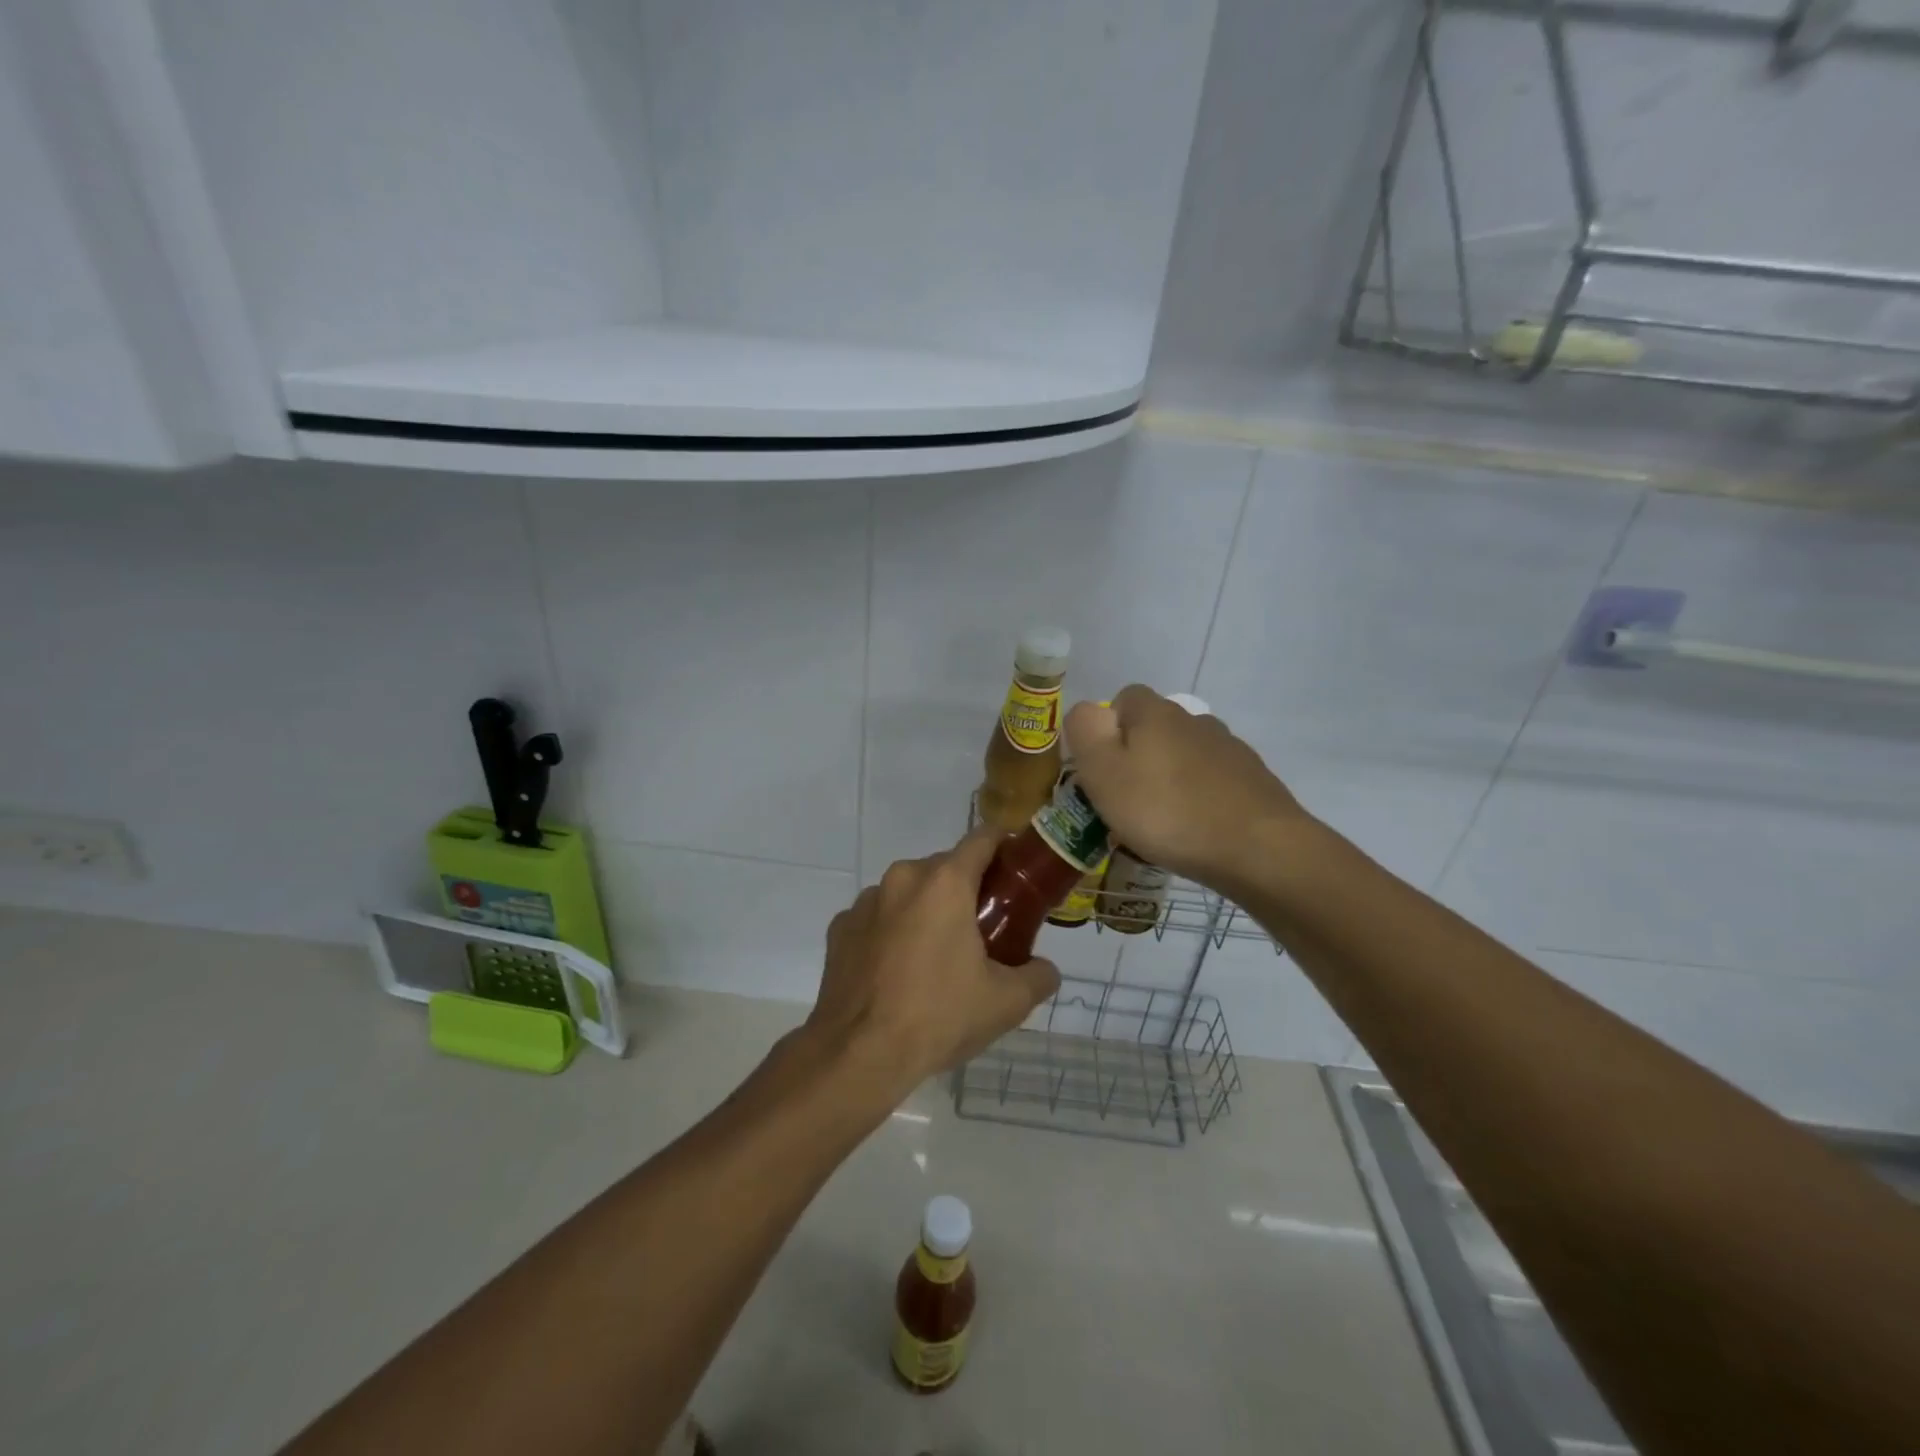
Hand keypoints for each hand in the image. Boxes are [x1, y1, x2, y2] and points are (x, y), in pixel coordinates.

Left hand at [807, 828, 1059, 1099]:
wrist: (859, 1054)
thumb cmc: (939, 1016)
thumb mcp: (1006, 1002)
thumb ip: (1038, 976)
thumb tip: (1045, 970)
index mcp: (945, 883)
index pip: (982, 839)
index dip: (1004, 846)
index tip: (1016, 869)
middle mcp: (903, 878)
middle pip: (944, 867)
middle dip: (966, 889)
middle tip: (984, 927)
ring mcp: (865, 902)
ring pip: (908, 891)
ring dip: (926, 909)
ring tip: (937, 955)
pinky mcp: (840, 928)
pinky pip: (877, 917)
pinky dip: (892, 931)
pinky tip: (897, 971)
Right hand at [1065, 685, 1306, 887]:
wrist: (1258, 849)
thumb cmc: (1166, 811)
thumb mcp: (1103, 771)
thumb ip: (1085, 731)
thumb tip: (1088, 711)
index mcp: (1155, 713)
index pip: (1123, 699)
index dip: (1107, 730)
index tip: (1101, 769)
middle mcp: (1194, 720)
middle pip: (1154, 729)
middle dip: (1138, 758)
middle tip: (1125, 802)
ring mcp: (1229, 749)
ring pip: (1184, 756)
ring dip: (1170, 779)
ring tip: (1162, 822)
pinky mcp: (1252, 780)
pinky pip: (1212, 782)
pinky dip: (1200, 799)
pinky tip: (1196, 830)